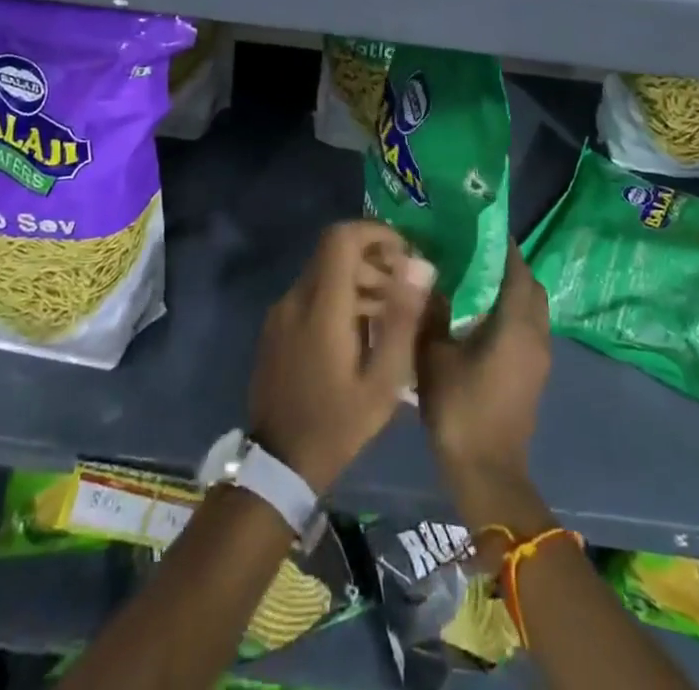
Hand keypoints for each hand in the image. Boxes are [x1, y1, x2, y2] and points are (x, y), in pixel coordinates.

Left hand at [248, 221, 432, 494]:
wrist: (278, 465)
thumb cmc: (337, 424)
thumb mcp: (383, 381)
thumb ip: (403, 318)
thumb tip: (422, 266)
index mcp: (321, 306)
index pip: (342, 237)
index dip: (376, 233)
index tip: (405, 253)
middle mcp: (296, 297)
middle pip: (335, 251)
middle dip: (373, 260)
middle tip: (404, 290)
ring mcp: (281, 311)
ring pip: (324, 271)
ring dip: (359, 280)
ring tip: (390, 315)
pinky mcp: (276, 326)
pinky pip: (311, 293)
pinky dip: (340, 297)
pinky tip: (361, 332)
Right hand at [416, 242, 551, 528]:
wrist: (487, 474)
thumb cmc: (461, 410)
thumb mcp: (434, 356)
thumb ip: (433, 313)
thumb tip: (430, 278)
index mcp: (516, 323)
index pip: (517, 269)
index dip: (502, 245)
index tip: (479, 226)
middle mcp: (536, 333)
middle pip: (530, 284)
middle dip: (508, 264)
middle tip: (474, 252)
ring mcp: (539, 356)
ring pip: (532, 306)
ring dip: (511, 289)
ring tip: (474, 279)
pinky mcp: (534, 373)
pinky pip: (528, 326)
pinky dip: (511, 311)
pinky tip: (479, 315)